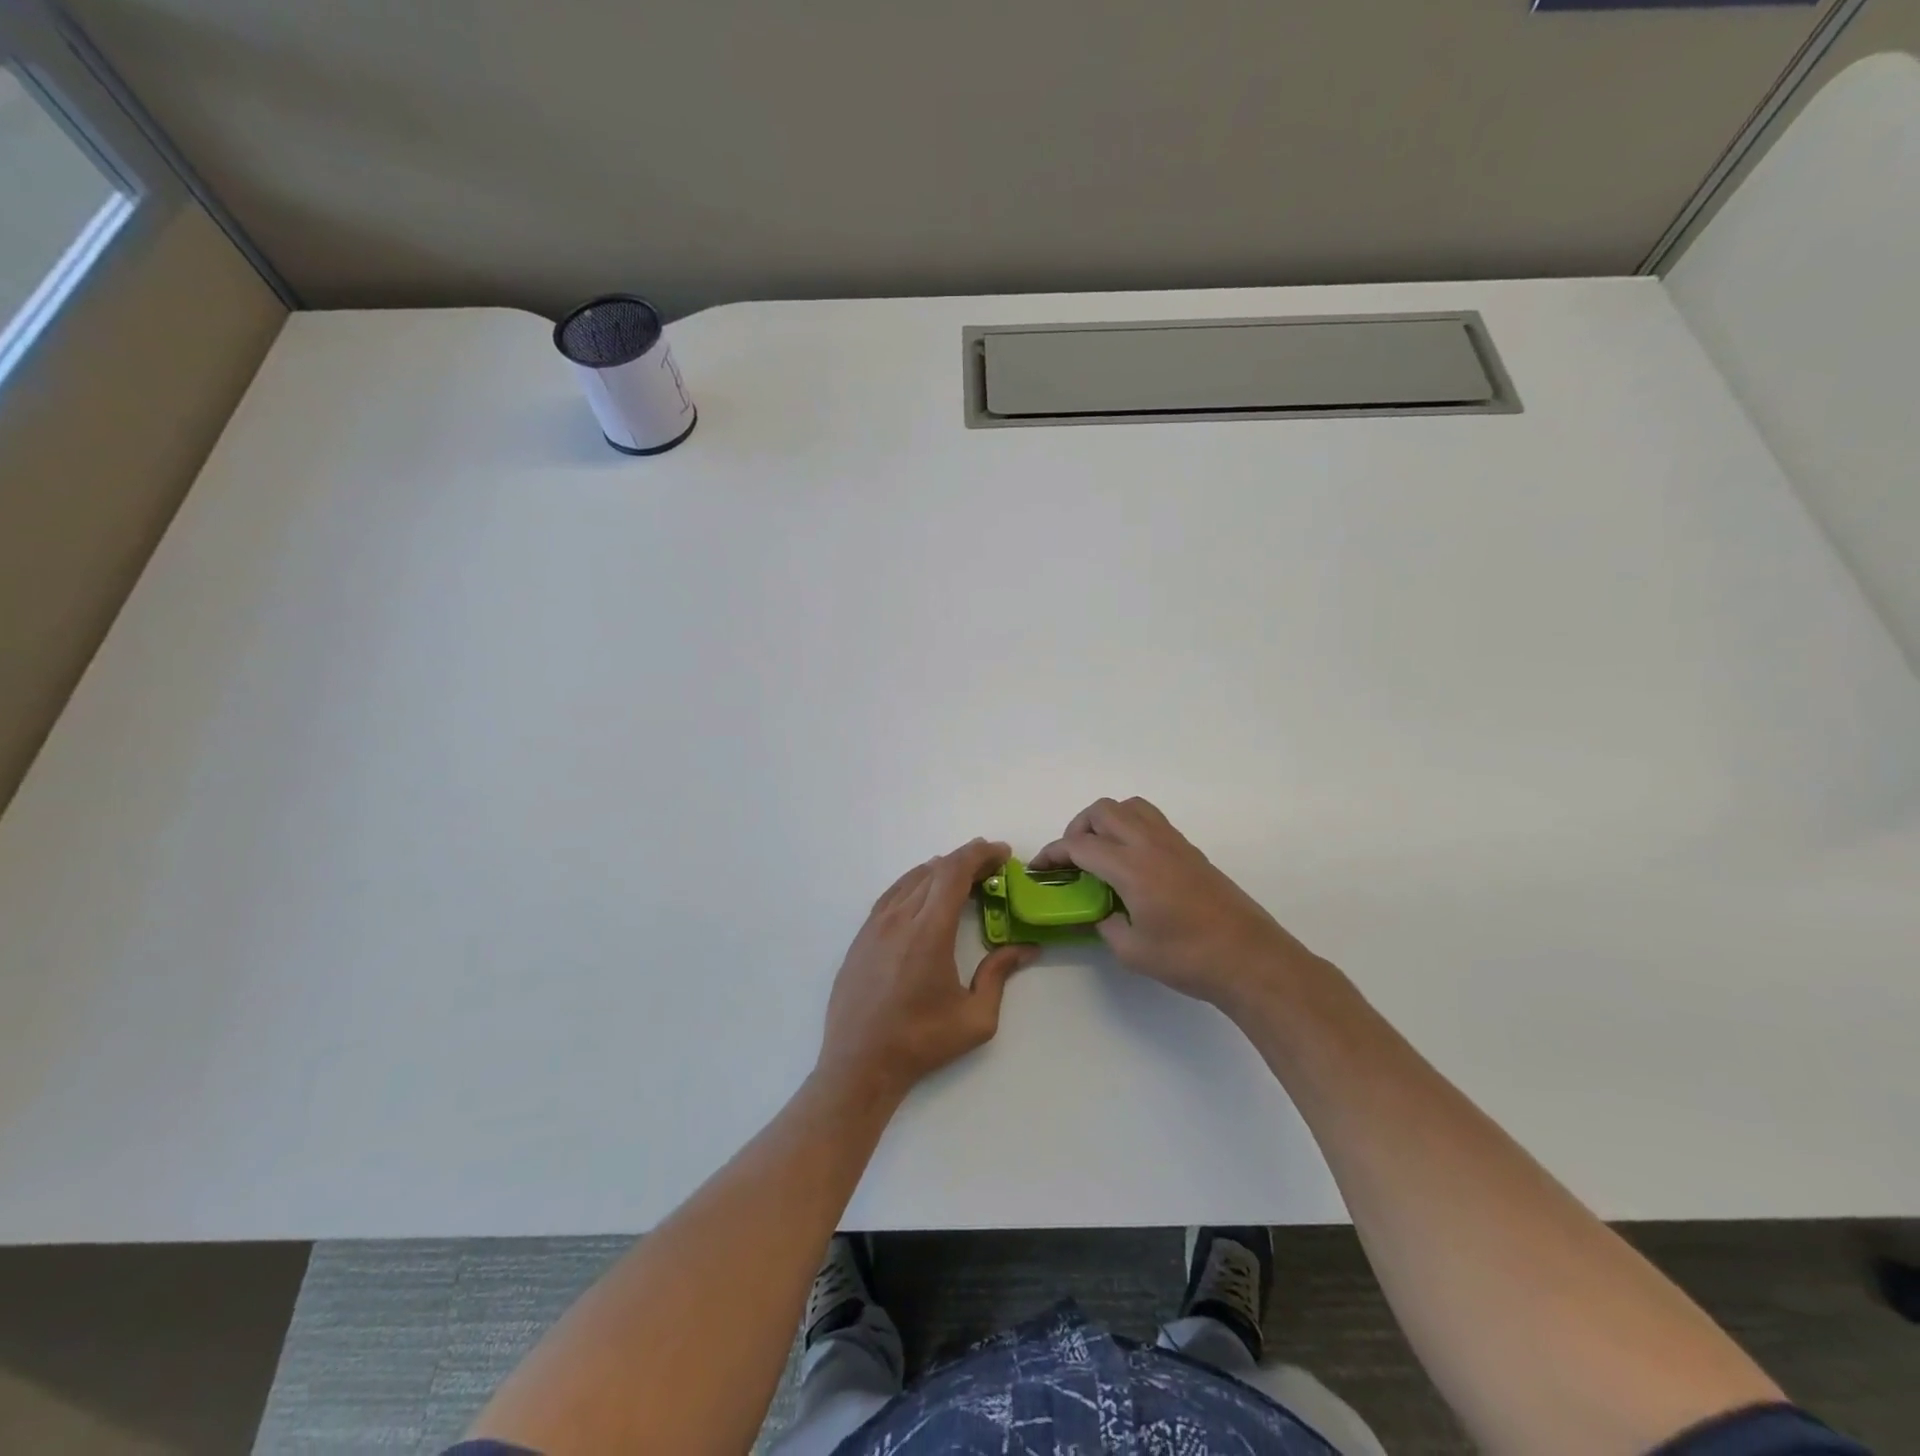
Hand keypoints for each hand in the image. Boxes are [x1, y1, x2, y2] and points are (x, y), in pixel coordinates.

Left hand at [817, 839, 1038, 1102]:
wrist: (859, 1064)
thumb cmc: (921, 1042)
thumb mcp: (975, 1018)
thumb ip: (999, 975)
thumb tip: (1025, 948)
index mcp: (929, 932)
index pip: (954, 872)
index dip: (980, 854)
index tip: (1002, 853)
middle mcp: (899, 918)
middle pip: (935, 870)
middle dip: (966, 860)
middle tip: (992, 868)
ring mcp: (875, 924)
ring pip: (912, 878)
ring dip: (940, 870)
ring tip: (964, 877)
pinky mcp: (862, 936)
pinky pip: (893, 894)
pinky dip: (916, 883)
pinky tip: (926, 894)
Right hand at [1030, 797, 1317, 1014]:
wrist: (1250, 958)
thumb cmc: (1188, 958)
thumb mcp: (1132, 951)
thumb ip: (1106, 925)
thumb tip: (1100, 913)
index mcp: (1131, 868)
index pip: (1079, 845)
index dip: (1053, 853)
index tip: (1040, 868)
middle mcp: (1150, 844)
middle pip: (1103, 811)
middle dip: (1077, 828)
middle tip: (1072, 859)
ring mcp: (1173, 843)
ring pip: (1130, 806)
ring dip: (1106, 821)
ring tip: (1101, 853)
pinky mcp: (1190, 850)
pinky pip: (1151, 820)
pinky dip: (1130, 827)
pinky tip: (1132, 863)